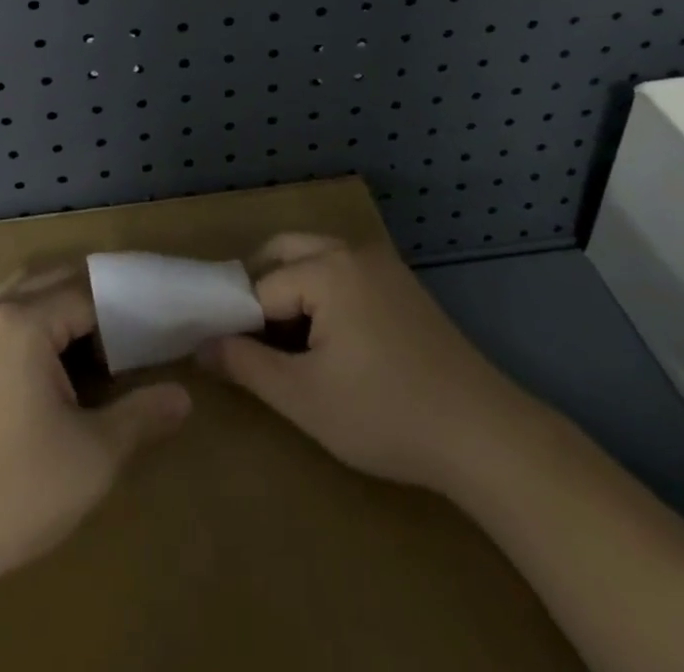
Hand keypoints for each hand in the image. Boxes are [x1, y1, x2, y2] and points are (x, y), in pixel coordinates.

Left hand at [0, 269, 189, 670]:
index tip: (157, 329)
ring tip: (97, 341)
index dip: (126, 309)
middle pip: (54, 280)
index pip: (89, 292)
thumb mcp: (92, 457)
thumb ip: (140, 416)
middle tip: (133, 328)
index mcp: (26, 321)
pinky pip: (5, 321)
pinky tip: (54, 367)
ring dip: (61, 305)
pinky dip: (36, 324)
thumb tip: (182, 397)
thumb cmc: (12, 491)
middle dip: (96, 296)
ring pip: (24, 295)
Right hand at [200, 233, 512, 493]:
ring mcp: (381, 263)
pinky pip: (343, 271)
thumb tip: (200, 346)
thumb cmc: (385, 414)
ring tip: (283, 344)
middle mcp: (352, 250)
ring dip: (290, 289)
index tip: (228, 358)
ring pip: (314, 258)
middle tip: (250, 342)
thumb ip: (245, 365)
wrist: (483, 433)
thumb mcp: (304, 397)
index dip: (239, 322)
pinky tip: (327, 340)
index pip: (259, 286)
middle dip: (259, 290)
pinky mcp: (400, 283)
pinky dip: (321, 292)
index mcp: (326, 269)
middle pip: (284, 252)